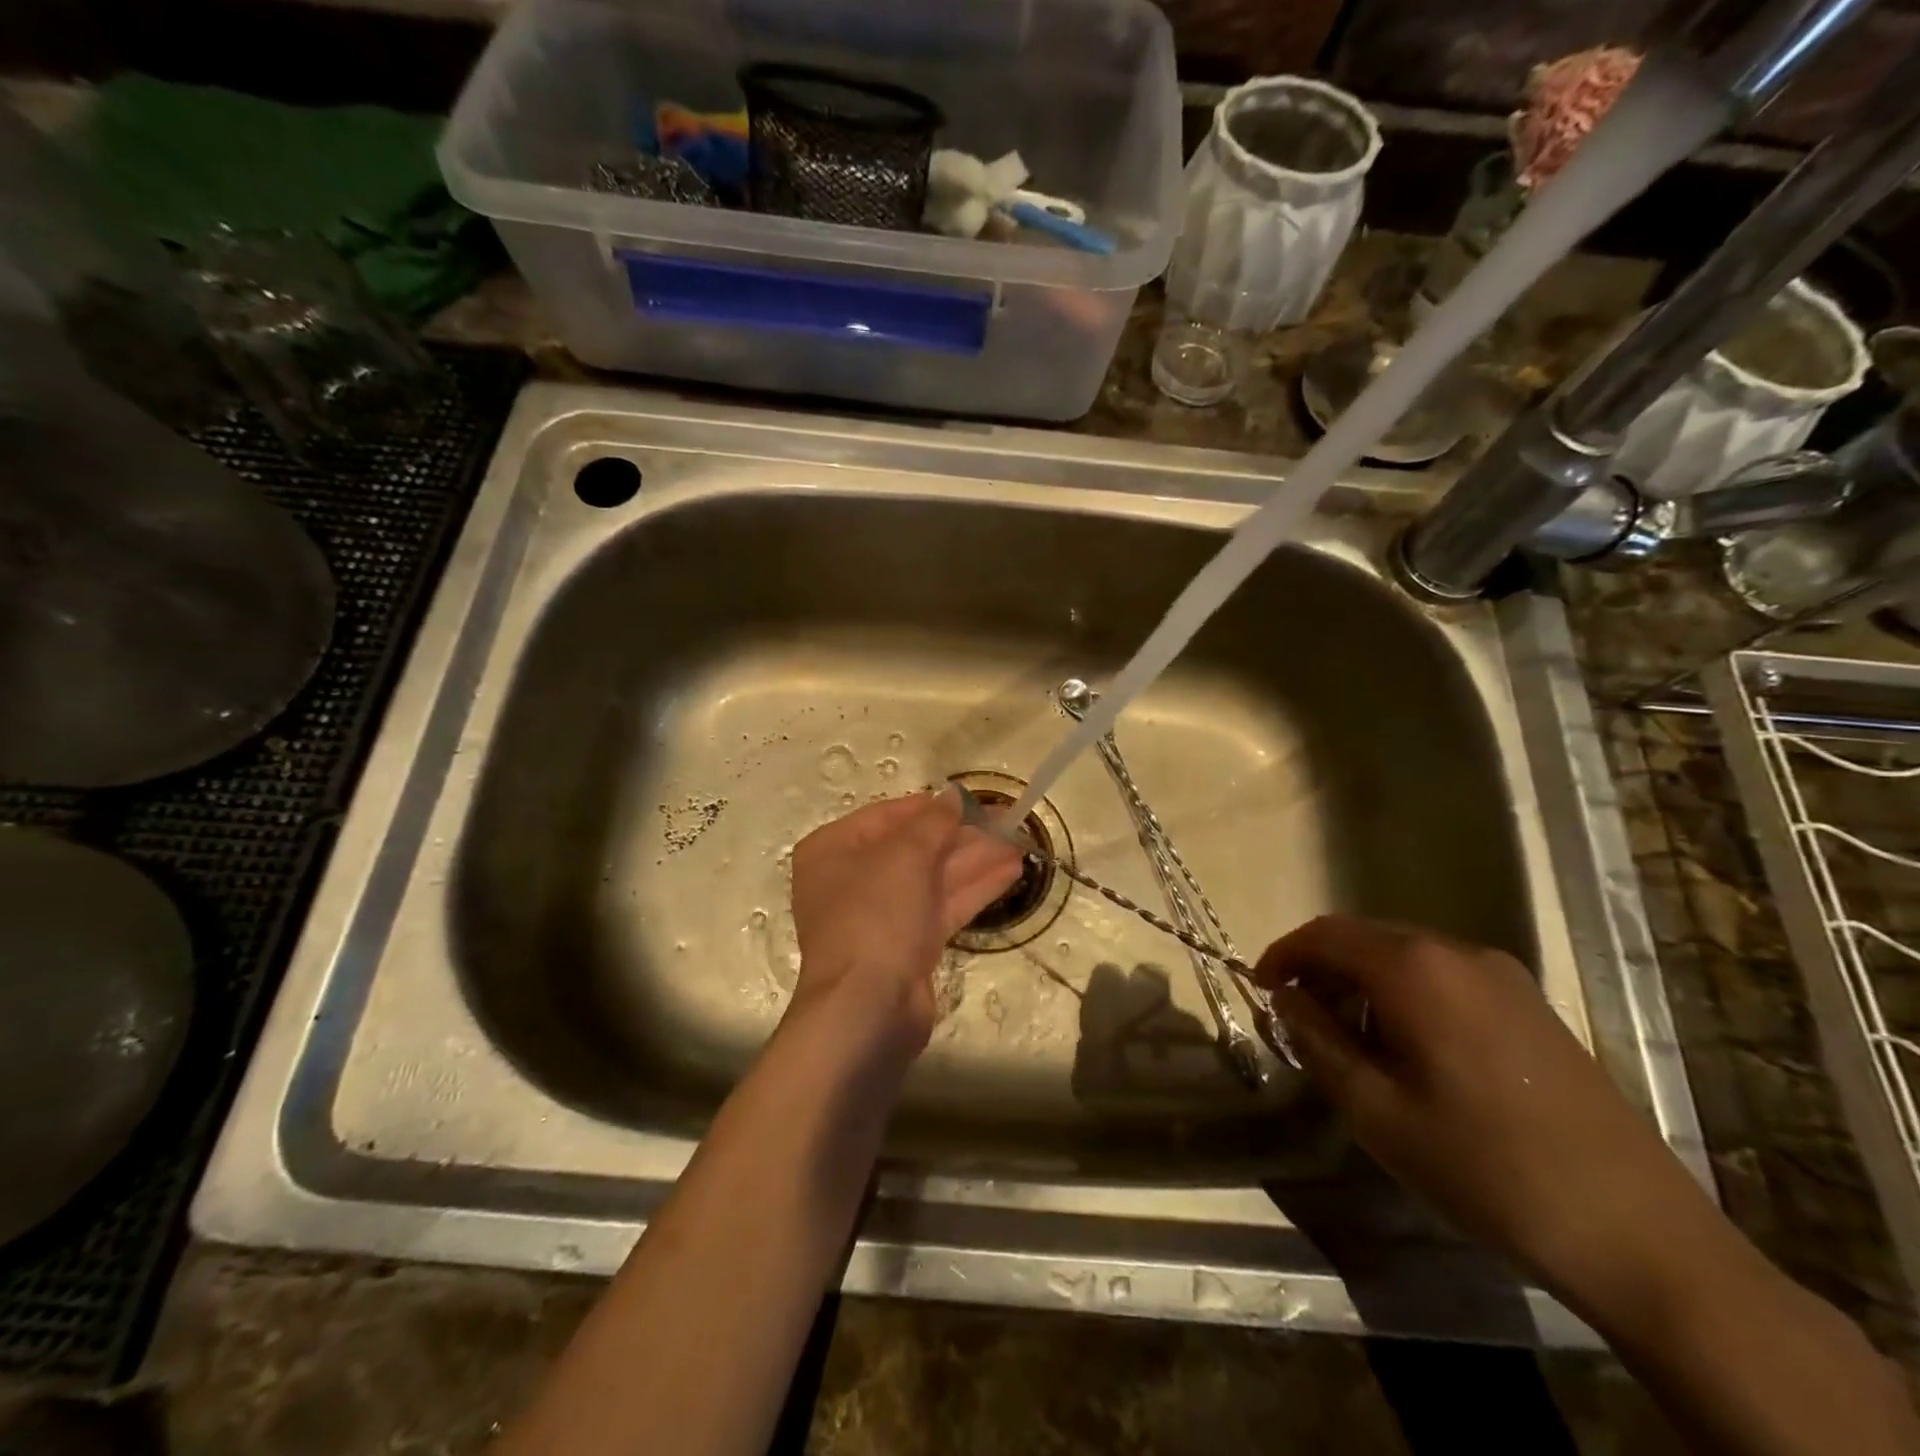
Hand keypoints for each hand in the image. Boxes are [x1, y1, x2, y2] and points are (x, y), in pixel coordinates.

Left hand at [788, 787, 1023, 1051]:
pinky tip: (1010, 873)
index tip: (971, 801)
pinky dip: (974, 889)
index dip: (931, 808)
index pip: (887, 816)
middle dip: (962, 836)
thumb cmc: (874, 916)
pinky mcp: (907, 945)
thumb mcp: (904, 856)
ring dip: (975, 860)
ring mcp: (880, 916)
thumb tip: (952, 794)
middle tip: (1006, 821)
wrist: (867, 1009)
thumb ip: (933, 822)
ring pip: (933, 878)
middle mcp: (852, 880)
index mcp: (833, 850)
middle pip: (914, 848)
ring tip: (1019, 843)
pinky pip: (942, 906)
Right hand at [1257, 916, 1717, 1302]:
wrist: (1638, 1233)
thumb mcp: (1375, 1111)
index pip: (1325, 934)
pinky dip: (1405, 994)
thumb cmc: (1485, 1168)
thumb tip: (1286, 999)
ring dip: (1362, 982)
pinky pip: (1445, 977)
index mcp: (1414, 969)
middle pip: (1365, 938)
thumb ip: (1317, 1040)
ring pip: (1406, 956)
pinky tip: (1410, 1049)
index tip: (1261, 990)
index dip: (1283, 955)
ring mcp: (1503, 976)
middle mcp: (1457, 952)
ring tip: (1349, 1039)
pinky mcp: (1532, 1005)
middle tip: (1298, 1018)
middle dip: (1321, 968)